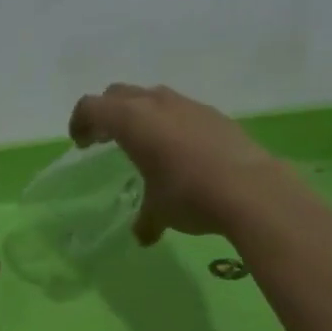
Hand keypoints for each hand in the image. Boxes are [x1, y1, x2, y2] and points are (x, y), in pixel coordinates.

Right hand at [69, 84, 291, 244]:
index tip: (81, 143)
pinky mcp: (215, 115)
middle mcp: (157, 104)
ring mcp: (189, 105)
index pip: (91, 107)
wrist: (251, 189)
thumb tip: (143, 236)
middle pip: (119, 94)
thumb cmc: (188, 195)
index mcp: (131, 121)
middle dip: (107, 113)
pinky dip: (170, 124)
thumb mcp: (159, 212)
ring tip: (144, 143)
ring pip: (152, 97)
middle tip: (105, 139)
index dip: (80, 123)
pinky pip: (181, 111)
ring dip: (140, 114)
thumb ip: (146, 220)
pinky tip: (180, 152)